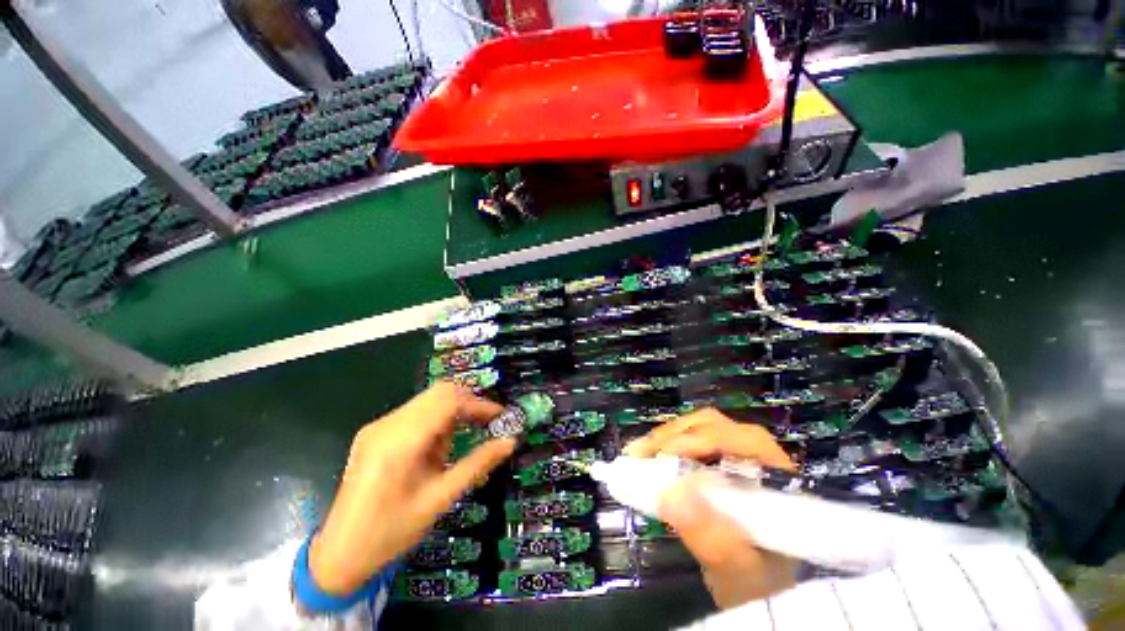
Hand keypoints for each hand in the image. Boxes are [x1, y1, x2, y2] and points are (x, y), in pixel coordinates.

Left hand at [309, 382, 515, 594]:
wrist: (339, 555)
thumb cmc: (391, 533)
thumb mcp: (439, 500)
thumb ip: (477, 465)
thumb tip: (510, 442)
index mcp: (400, 443)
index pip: (448, 401)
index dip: (479, 404)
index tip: (500, 417)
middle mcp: (387, 425)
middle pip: (439, 392)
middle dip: (469, 403)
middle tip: (488, 423)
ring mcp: (378, 426)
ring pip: (429, 399)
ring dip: (454, 411)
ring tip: (464, 438)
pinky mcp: (376, 431)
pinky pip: (417, 411)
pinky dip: (437, 419)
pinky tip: (439, 445)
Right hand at [624, 409, 798, 608]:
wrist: (753, 583)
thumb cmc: (755, 578)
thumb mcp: (737, 566)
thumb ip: (710, 536)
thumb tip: (669, 495)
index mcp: (777, 473)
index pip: (739, 439)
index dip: (699, 440)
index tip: (663, 455)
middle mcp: (757, 452)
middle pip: (712, 425)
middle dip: (673, 435)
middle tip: (640, 453)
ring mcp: (735, 450)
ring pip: (697, 427)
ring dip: (665, 437)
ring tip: (637, 454)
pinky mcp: (716, 454)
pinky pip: (687, 437)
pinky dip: (664, 444)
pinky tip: (646, 457)